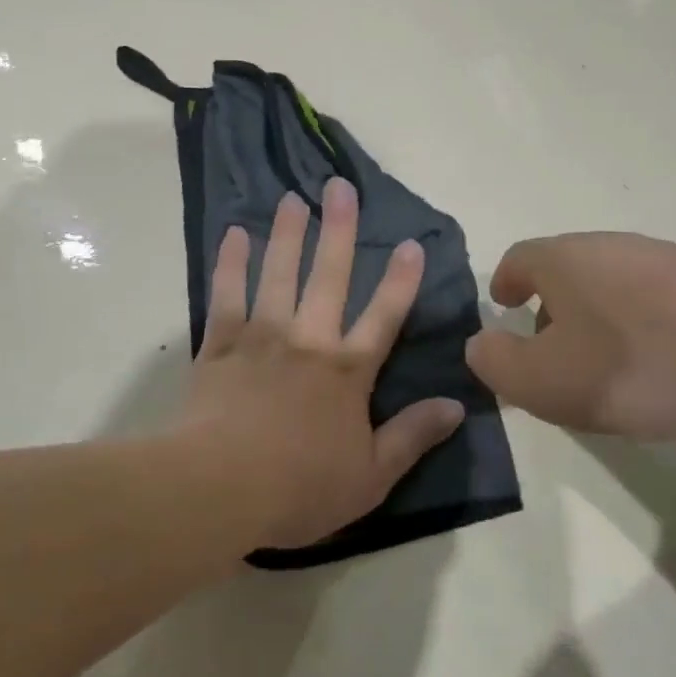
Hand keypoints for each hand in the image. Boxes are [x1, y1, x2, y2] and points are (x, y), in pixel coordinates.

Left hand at [183, 179, 463, 551]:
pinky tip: (233, 234)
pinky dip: (230, 264)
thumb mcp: (372, 477)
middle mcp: (308, 342)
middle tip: (340, 187)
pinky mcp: (220, 346)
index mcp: (347, 372)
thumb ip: (413, 437)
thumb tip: (457, 405)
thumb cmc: (300, 488)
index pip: (384, 318)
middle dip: (339, 231)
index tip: (412, 243)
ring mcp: (261, 338)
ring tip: (293, 198)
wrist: (218, 489)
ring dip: (288, 235)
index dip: (401, 281)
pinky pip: (227, 296)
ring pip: (278, 275)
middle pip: (329, 277)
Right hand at [465, 233, 675, 440]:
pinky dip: (636, 332)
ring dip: (594, 324)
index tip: (502, 310)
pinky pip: (651, 305)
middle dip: (549, 311)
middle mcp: (608, 247)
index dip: (504, 285)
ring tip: (601, 374)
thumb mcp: (546, 381)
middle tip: (548, 358)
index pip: (517, 260)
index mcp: (562, 259)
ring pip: (609, 289)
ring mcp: (661, 262)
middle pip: (564, 272)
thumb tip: (481, 345)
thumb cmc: (637, 363)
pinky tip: (655, 372)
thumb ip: (499, 364)